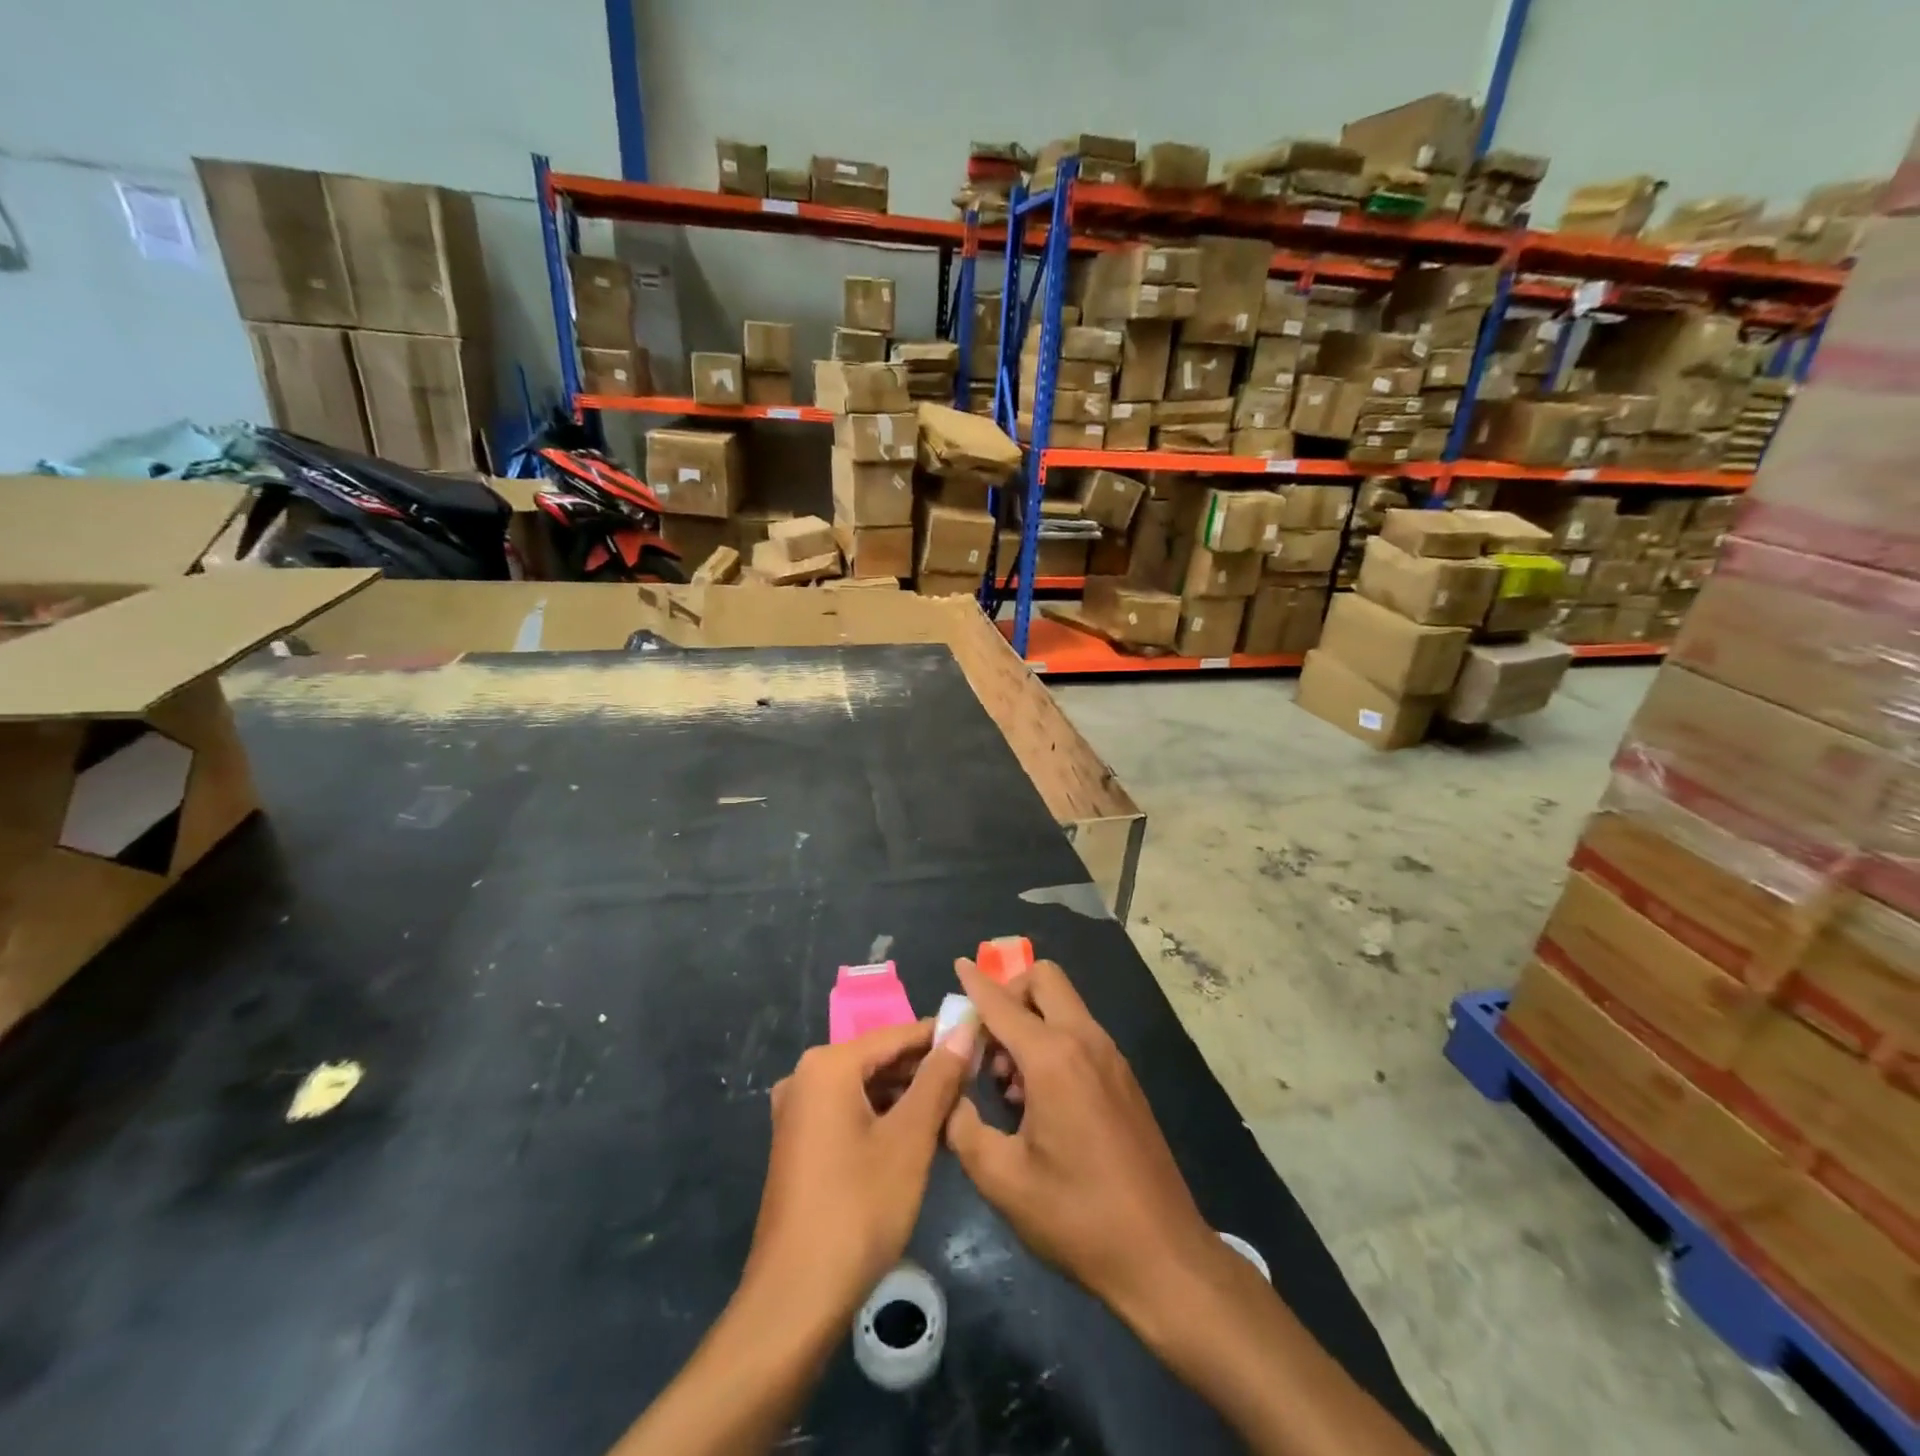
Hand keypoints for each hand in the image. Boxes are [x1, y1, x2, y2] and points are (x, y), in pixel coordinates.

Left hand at [744, 1019, 974, 1324]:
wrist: (796, 1298)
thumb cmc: (859, 1209)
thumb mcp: (910, 1139)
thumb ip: (938, 1078)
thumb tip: (963, 1029)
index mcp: (827, 1066)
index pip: (897, 1034)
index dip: (942, 1036)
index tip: (982, 1038)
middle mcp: (805, 1077)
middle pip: (880, 1059)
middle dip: (926, 1069)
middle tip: (975, 1078)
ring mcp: (798, 1111)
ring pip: (867, 1087)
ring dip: (909, 1096)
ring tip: (955, 1108)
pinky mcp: (800, 1142)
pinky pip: (850, 1111)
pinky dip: (884, 1117)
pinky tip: (918, 1136)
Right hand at [944, 958, 1228, 1338]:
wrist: (1162, 1255)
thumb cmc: (1076, 1216)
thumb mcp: (1002, 1179)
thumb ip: (962, 1126)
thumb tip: (946, 1096)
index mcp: (1054, 1058)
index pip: (1003, 1003)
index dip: (976, 984)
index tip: (957, 965)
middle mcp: (1086, 1041)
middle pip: (1045, 980)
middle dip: (1009, 993)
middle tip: (987, 1043)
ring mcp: (1111, 1057)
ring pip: (1063, 1007)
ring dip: (1029, 1023)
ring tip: (1007, 1084)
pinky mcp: (1123, 1078)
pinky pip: (1079, 1034)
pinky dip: (1051, 1043)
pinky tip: (1037, 1100)